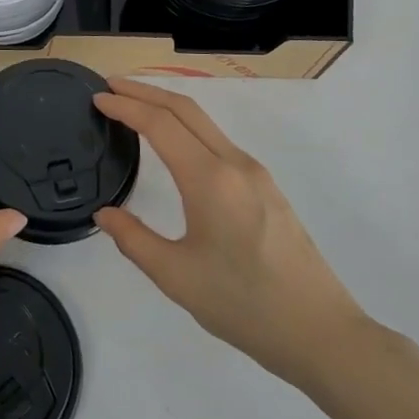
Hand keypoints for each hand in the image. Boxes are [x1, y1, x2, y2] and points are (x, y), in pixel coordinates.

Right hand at [93, 78, 366, 391]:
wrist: (320, 332)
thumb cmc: (244, 305)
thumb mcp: (176, 276)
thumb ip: (133, 240)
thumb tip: (104, 214)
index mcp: (209, 179)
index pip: (160, 124)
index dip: (125, 105)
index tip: (97, 97)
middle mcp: (234, 163)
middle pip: (185, 108)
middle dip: (145, 91)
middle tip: (110, 86)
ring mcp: (255, 173)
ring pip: (205, 123)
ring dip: (168, 107)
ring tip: (136, 108)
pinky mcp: (267, 188)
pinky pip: (218, 141)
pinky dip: (188, 127)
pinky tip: (175, 145)